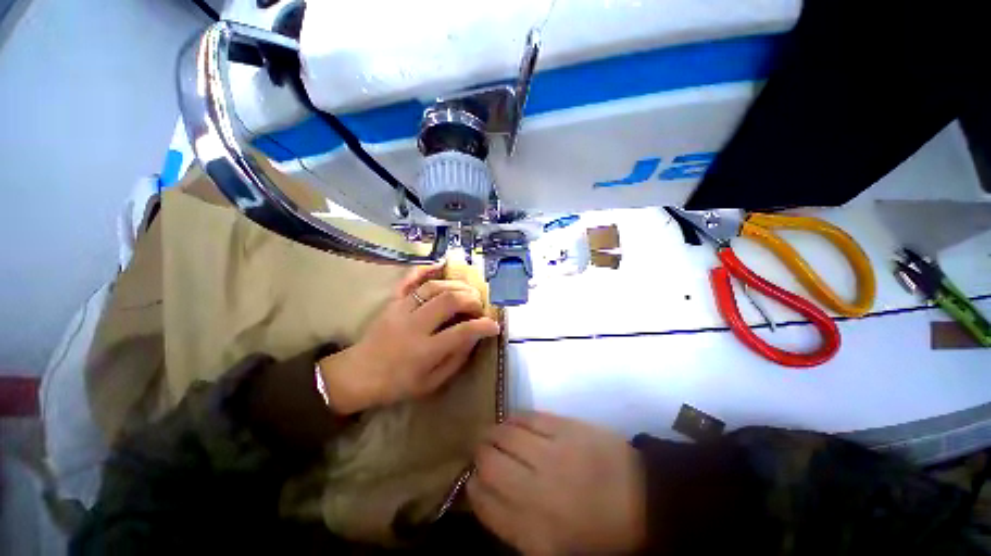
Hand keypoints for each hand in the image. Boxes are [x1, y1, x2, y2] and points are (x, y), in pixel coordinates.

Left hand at [317, 263, 499, 413]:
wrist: (357, 374)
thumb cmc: (397, 384)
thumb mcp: (431, 383)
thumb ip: (456, 359)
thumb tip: (474, 337)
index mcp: (424, 351)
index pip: (462, 332)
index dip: (484, 326)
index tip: (495, 325)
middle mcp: (414, 325)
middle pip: (449, 301)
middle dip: (472, 299)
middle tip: (480, 306)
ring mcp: (401, 309)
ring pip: (434, 287)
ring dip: (456, 285)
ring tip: (469, 291)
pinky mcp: (392, 301)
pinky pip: (410, 279)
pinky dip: (426, 269)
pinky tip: (442, 265)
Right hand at [468, 413, 646, 555]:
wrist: (646, 500)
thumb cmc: (599, 532)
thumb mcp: (554, 549)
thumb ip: (515, 525)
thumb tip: (484, 493)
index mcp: (533, 533)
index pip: (483, 504)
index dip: (472, 488)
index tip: (473, 480)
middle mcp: (536, 492)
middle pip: (489, 463)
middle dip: (478, 455)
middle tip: (481, 451)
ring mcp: (552, 454)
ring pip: (505, 434)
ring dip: (493, 432)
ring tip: (493, 434)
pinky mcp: (566, 427)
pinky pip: (528, 417)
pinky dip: (514, 418)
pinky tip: (512, 421)